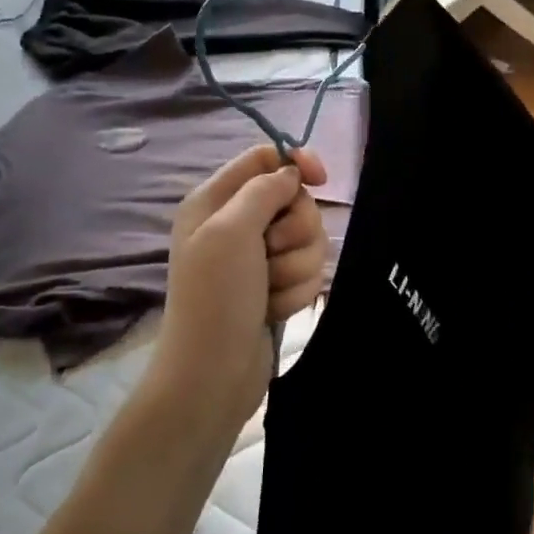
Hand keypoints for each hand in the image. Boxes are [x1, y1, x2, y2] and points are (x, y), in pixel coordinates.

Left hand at [151, 144, 329, 433]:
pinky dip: (296, 291)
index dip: (296, 163)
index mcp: (215, 200)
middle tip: (272, 253)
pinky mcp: (275, 286)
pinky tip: (273, 309)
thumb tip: (291, 173)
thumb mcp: (231, 230)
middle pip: (295, 200)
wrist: (212, 375)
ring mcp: (257, 258)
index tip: (321, 181)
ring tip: (270, 290)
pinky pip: (308, 272)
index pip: (264, 158)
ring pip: (308, 239)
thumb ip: (263, 189)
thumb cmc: (214, 296)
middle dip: (296, 230)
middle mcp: (236, 223)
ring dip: (296, 267)